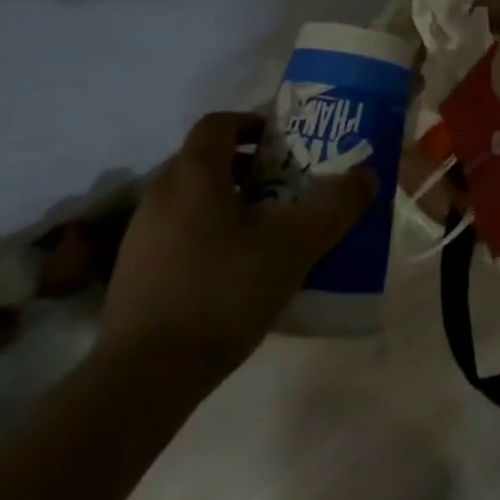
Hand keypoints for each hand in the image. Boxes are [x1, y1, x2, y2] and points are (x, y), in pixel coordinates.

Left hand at [99, 112, 375, 381]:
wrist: (145, 377)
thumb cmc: (224, 289)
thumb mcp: (296, 244)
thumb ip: (336, 206)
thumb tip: (366, 175)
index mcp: (195, 174)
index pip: (217, 123)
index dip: (250, 122)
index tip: (281, 141)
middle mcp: (160, 195)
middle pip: (204, 161)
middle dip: (246, 166)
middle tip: (284, 185)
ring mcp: (140, 238)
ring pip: (190, 200)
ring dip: (226, 203)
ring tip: (265, 230)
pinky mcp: (133, 276)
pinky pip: (176, 235)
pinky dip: (206, 236)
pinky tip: (234, 271)